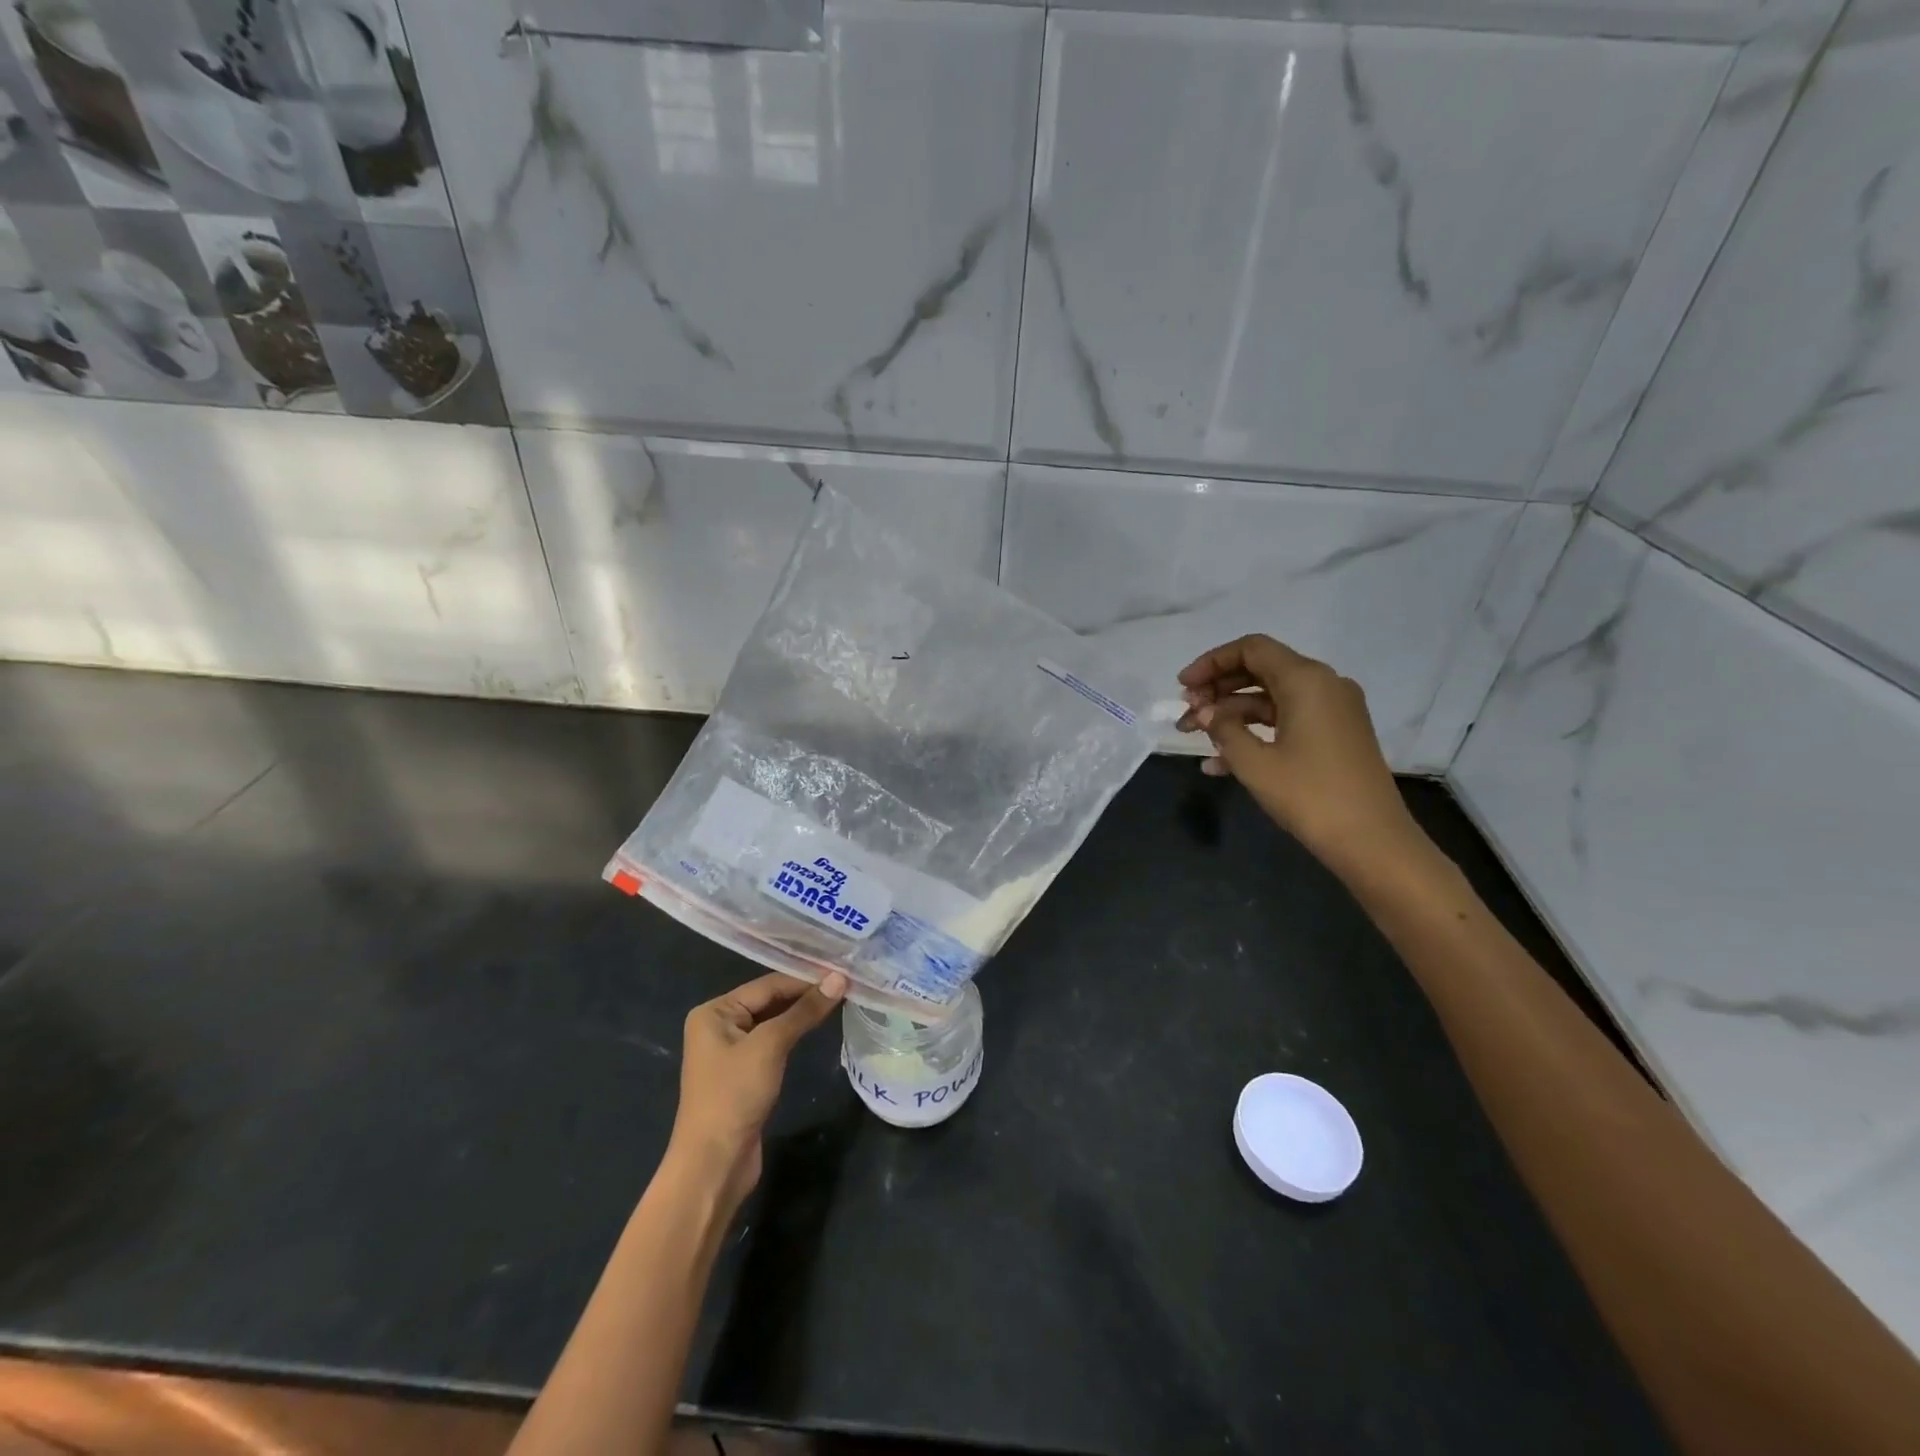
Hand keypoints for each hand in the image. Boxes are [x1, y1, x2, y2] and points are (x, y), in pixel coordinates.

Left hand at [667, 971, 847, 1207]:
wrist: (714, 1164)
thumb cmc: (735, 1095)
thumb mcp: (770, 1046)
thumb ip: (804, 1011)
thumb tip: (839, 979)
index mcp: (714, 1011)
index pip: (767, 985)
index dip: (805, 978)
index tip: (842, 971)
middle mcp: (719, 1025)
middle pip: (769, 1001)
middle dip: (805, 994)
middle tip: (845, 983)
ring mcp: (731, 1051)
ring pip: (773, 1022)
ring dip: (802, 1014)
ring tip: (840, 999)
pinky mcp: (744, 1074)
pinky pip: (773, 1043)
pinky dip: (794, 1034)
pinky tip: (818, 1027)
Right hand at [1177, 634, 1421, 872]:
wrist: (1372, 841)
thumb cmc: (1310, 795)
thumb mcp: (1255, 763)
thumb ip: (1223, 729)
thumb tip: (1204, 712)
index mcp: (1306, 680)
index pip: (1251, 649)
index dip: (1211, 662)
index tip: (1182, 686)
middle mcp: (1323, 685)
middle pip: (1260, 670)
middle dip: (1218, 689)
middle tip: (1186, 712)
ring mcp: (1332, 711)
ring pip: (1271, 698)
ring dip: (1231, 714)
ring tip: (1195, 737)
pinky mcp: (1334, 735)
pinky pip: (1286, 721)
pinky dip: (1254, 732)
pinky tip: (1219, 763)